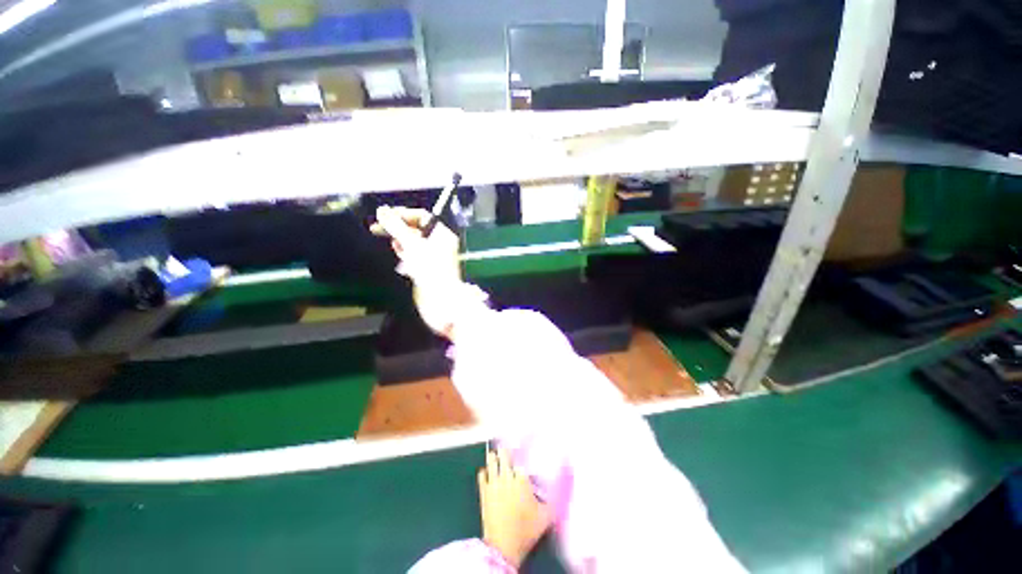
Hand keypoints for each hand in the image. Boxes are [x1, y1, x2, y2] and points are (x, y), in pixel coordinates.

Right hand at [371, 206, 465, 337]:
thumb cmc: (430, 270)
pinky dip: (406, 254)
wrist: (440, 300)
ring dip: (401, 241)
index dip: (403, 214)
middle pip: (417, 230)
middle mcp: (440, 244)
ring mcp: (435, 258)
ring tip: (391, 242)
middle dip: (398, 228)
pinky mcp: (428, 270)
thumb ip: (396, 227)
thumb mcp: (412, 244)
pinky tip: (399, 255)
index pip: (422, 217)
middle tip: (378, 228)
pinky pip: (415, 256)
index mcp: (442, 235)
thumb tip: (382, 211)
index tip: (384, 216)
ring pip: (415, 243)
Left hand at [478, 448, 550, 568]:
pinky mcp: (483, 492)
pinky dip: (485, 471)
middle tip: (508, 450)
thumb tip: (562, 492)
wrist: (503, 546)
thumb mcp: (545, 517)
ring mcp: (493, 483)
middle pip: (504, 455)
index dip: (522, 456)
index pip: (521, 461)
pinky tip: (487, 472)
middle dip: (506, 452)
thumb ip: (554, 502)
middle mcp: (507, 477)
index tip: (523, 455)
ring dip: (495, 458)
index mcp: (522, 480)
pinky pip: (482, 474)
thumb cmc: (526, 530)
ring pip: (492, 461)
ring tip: (497, 456)